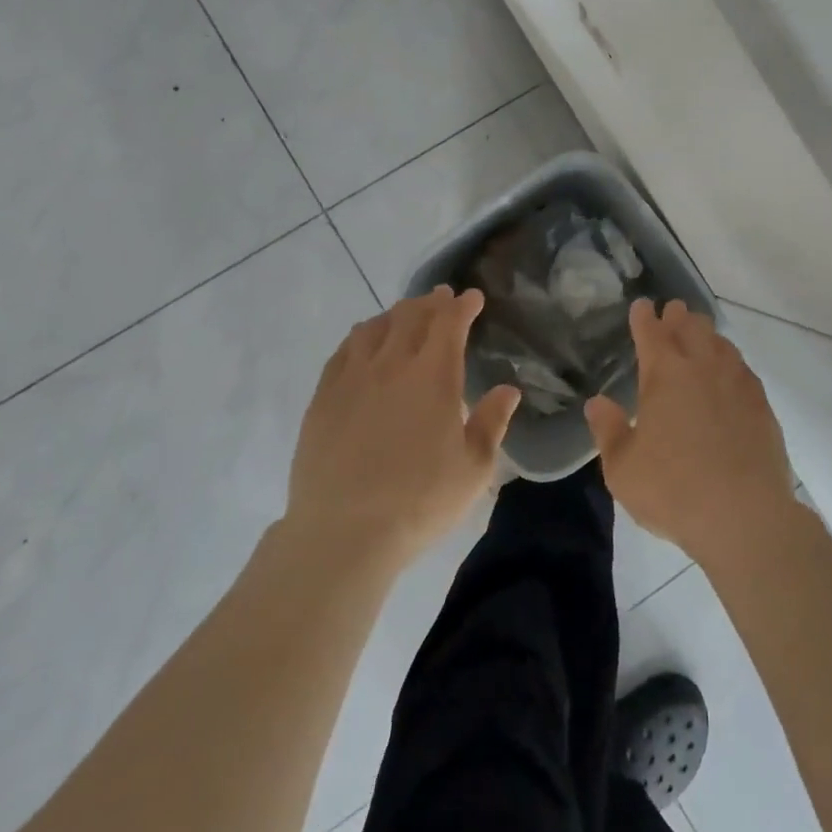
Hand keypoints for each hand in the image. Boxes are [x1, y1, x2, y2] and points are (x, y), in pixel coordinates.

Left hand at [282, 287, 521, 573]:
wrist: (342, 534)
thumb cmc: (419, 502)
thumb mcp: (473, 469)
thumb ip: (492, 423)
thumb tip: (508, 390)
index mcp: (433, 375)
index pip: (449, 323)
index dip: (462, 306)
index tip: (472, 297)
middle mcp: (392, 365)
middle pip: (411, 316)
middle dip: (430, 302)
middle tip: (441, 298)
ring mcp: (352, 378)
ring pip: (375, 328)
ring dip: (395, 315)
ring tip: (404, 316)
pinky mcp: (323, 398)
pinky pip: (343, 351)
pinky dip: (360, 337)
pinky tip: (363, 343)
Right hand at [585, 299, 796, 566]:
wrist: (744, 515)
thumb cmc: (673, 490)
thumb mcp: (623, 468)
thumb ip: (608, 430)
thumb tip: (597, 402)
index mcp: (664, 373)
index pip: (651, 332)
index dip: (644, 317)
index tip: (641, 306)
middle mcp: (701, 366)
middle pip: (690, 327)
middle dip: (678, 316)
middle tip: (672, 311)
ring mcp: (736, 381)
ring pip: (719, 342)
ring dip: (706, 333)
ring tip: (700, 334)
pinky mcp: (761, 403)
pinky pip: (741, 367)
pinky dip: (729, 360)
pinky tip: (729, 372)